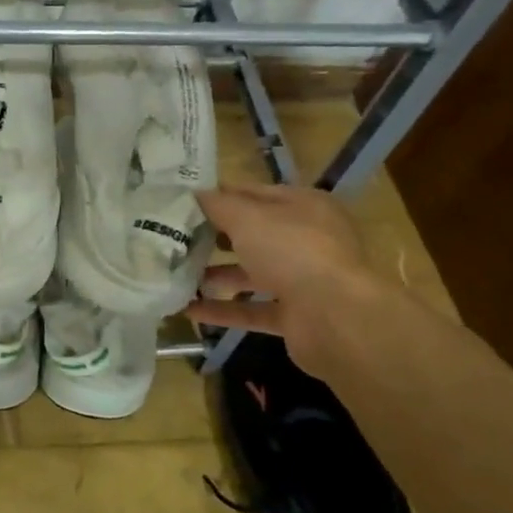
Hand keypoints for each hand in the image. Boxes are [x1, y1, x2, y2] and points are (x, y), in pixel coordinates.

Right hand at [186, 183, 383, 371]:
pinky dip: (223, 310)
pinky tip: (189, 309)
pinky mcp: (296, 316)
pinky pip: (253, 309)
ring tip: (176, 274)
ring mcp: (303, 280)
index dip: (219, 196)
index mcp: (303, 206)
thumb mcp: (247, 218)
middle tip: (174, 238)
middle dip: (215, 237)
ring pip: (252, 272)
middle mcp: (306, 240)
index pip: (254, 194)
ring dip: (216, 274)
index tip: (182, 203)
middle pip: (254, 234)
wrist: (338, 318)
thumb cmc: (293, 251)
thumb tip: (193, 195)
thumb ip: (218, 205)